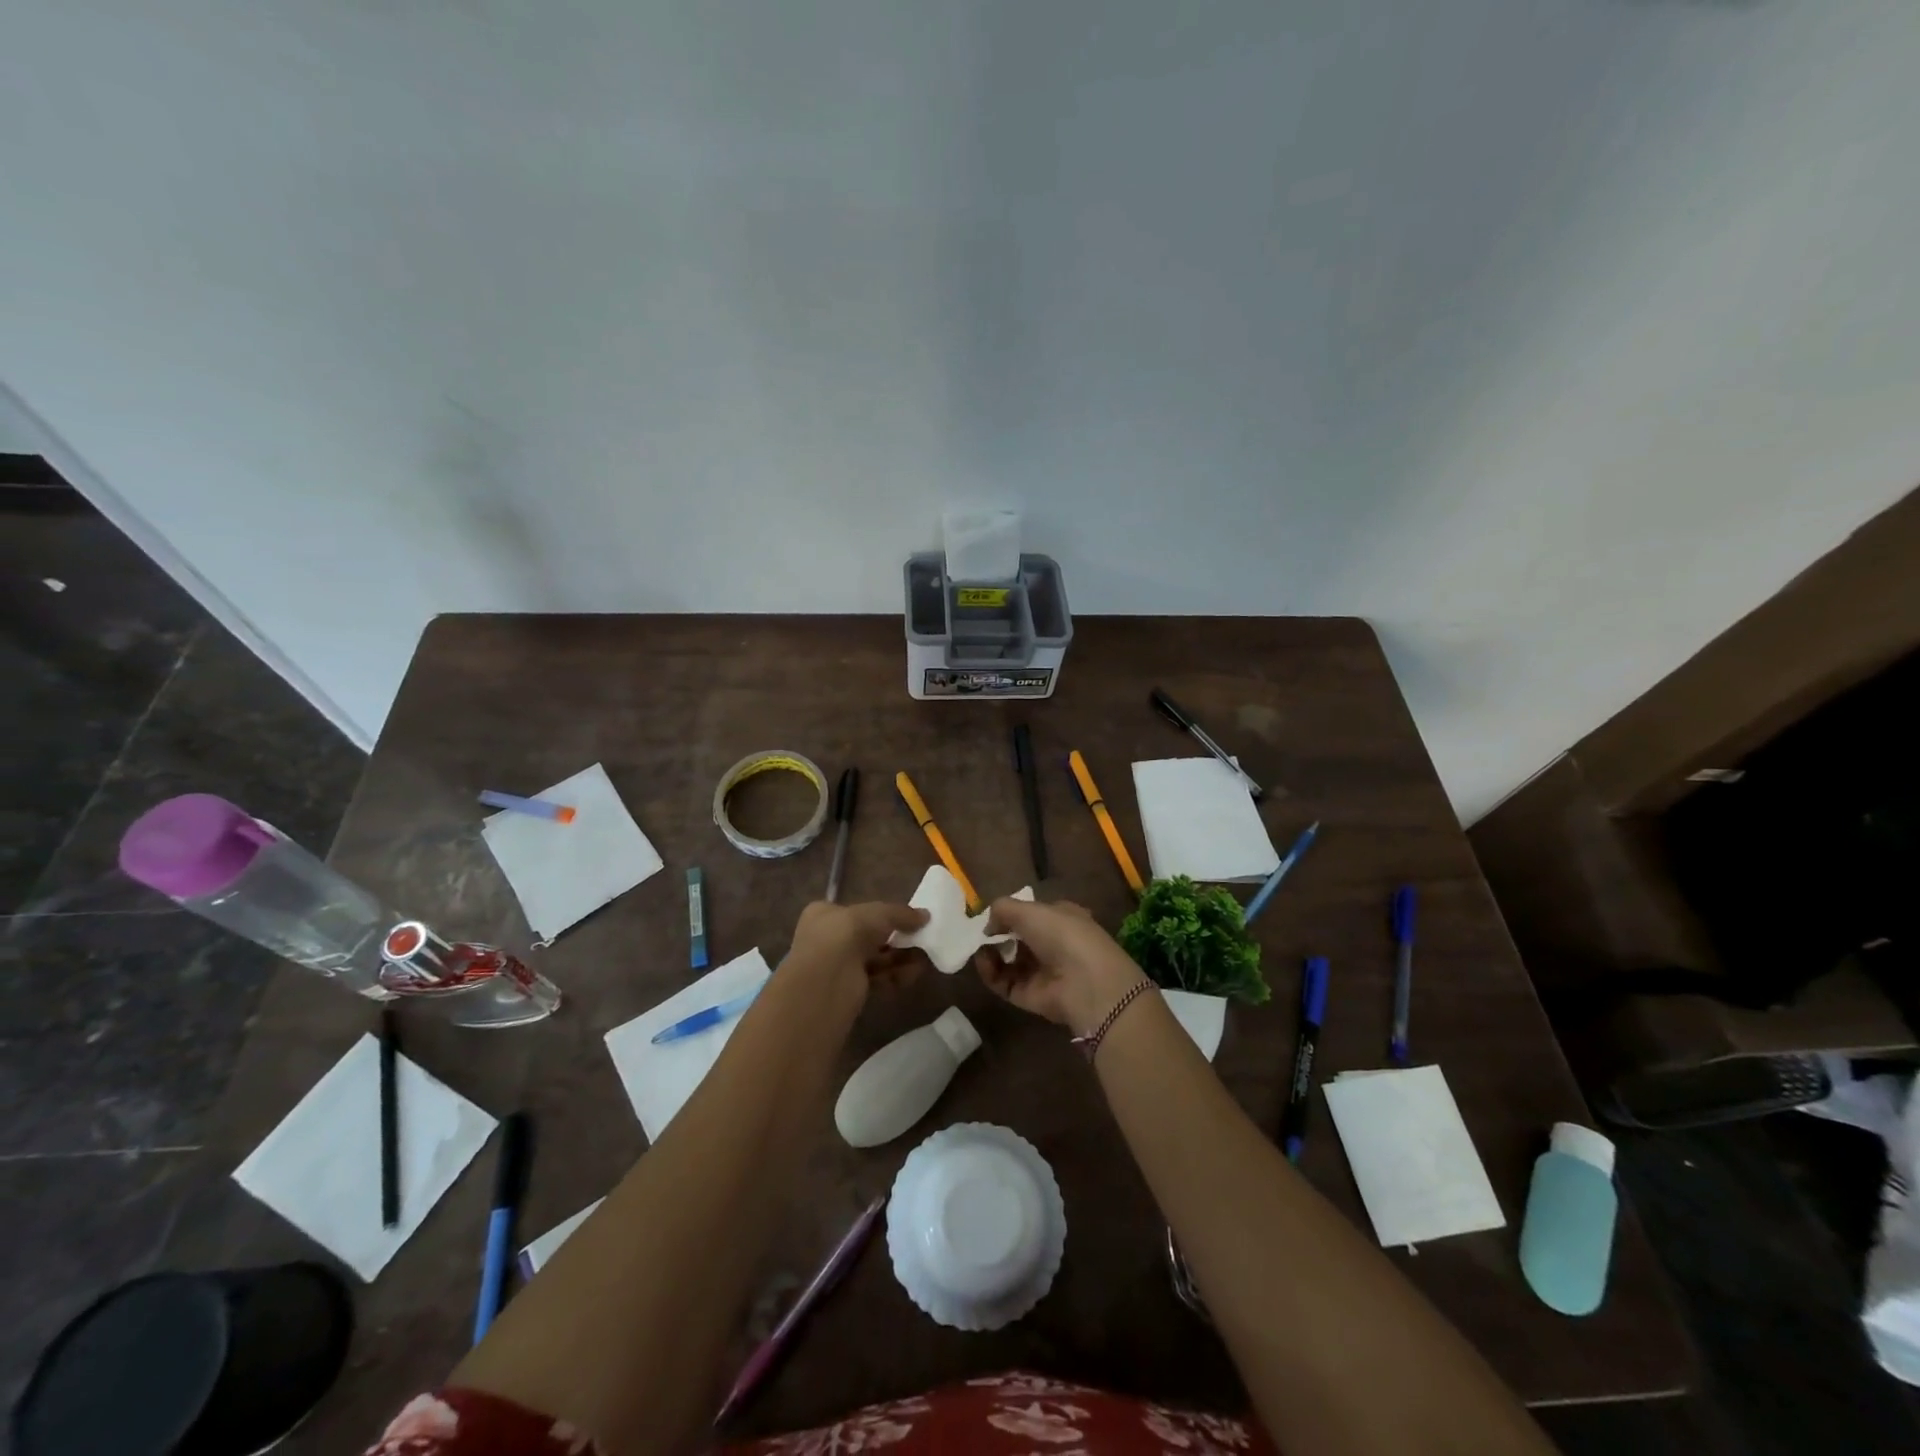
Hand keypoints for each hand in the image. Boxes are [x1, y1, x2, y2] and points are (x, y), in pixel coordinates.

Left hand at [782, 900, 928, 1008]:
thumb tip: (925, 916)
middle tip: (921, 940)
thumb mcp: (878, 914)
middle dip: (897, 940)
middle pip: (868, 937)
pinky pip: (875, 980)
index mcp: (823, 914)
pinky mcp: (846, 992)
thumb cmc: (846, 935)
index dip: (881, 915)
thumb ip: (901, 914)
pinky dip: (894, 977)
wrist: (826, 983)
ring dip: (899, 959)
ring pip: (874, 960)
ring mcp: (835, 967)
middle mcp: (825, 939)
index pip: (855, 911)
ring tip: (924, 959)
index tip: (906, 920)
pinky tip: (913, 975)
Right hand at [973, 897, 1150, 1037]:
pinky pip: (1004, 983)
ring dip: (990, 954)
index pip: (1034, 914)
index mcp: (1062, 918)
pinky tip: (982, 962)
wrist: (1085, 983)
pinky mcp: (1030, 996)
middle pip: (1019, 939)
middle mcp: (1053, 945)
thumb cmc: (1062, 935)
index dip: (1012, 914)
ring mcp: (1042, 972)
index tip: (992, 916)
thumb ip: (1003, 909)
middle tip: (981, 934)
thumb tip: (988, 925)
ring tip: (978, 948)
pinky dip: (990, 973)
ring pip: (1009, 961)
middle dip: (998, 935)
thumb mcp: (1030, 910)